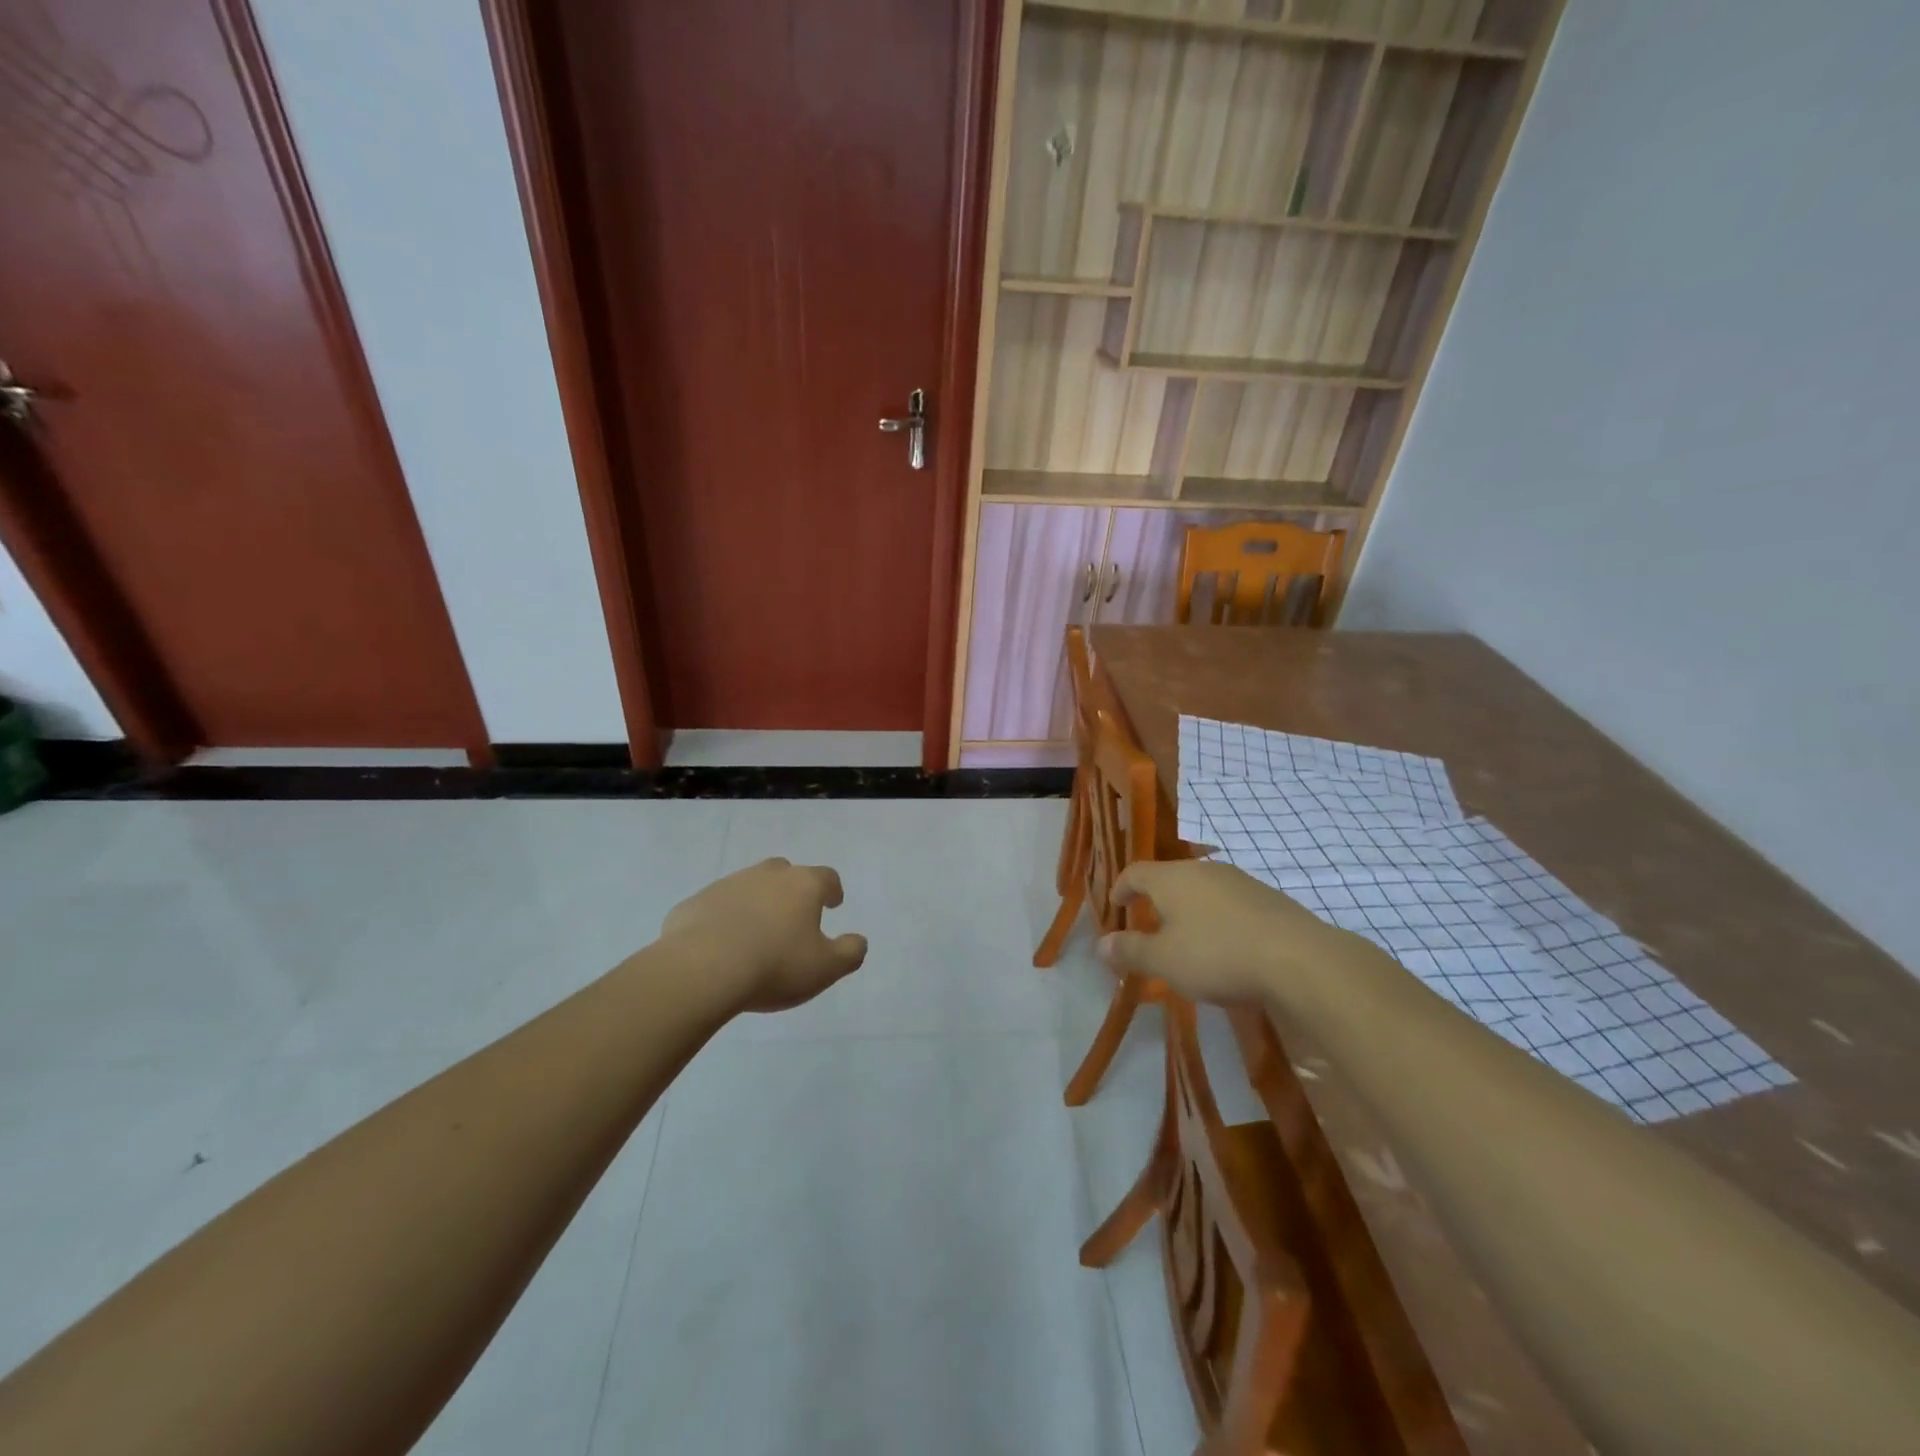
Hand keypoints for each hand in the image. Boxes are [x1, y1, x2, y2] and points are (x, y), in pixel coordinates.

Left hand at [660, 858, 868, 1012]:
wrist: (702, 969)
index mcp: (803, 885)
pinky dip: (723, 919)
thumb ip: (849, 952)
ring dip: (756, 903)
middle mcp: (766, 876)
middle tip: (793, 915)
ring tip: (756, 934)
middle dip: (792, 889)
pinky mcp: (695, 903)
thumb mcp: (826, 968)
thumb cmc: (775, 965)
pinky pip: (716, 907)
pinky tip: (721, 945)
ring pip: (748, 886)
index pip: (826, 877)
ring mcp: (727, 885)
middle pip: (785, 873)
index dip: (832, 890)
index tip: (833, 903)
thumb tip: (858, 941)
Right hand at [1099, 859, 1354, 1008]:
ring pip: (1202, 889)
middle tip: (1149, 926)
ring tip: (1187, 939)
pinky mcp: (1268, 898)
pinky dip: (1218, 919)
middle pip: (1169, 877)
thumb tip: (1101, 944)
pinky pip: (1230, 903)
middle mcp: (1203, 870)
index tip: (1116, 906)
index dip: (1120, 888)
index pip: (1135, 872)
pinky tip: (1226, 946)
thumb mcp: (1165, 961)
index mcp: (1171, 878)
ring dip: (1189, 910)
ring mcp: (1239, 881)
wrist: (1299, 959)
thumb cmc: (1217, 954)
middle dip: (1155, 900)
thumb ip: (1131, 951)